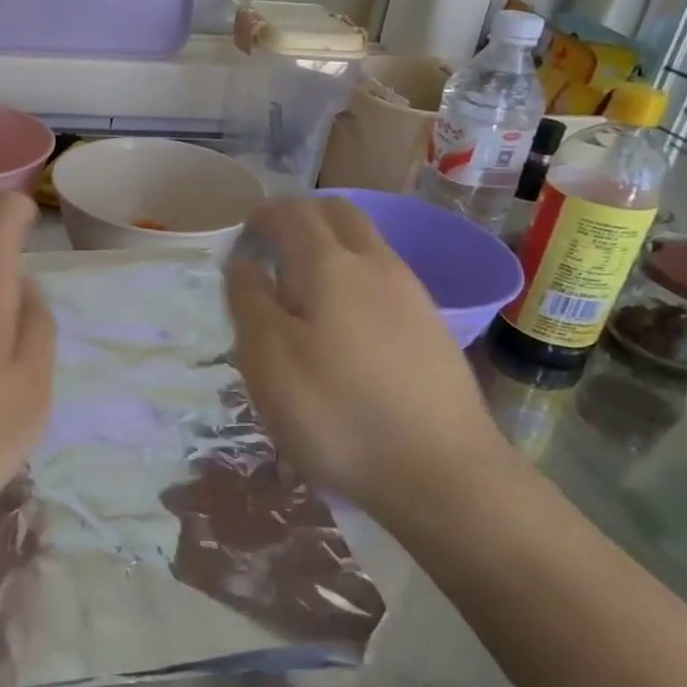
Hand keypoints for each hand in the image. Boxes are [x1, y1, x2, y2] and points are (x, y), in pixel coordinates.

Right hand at [224, 197, 508, 511]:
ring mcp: (412, 294)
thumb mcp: (267, 360)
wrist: (443, 473)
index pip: (293, 213)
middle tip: (273, 244)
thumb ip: (249, 301)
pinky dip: (355, 275)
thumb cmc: (337, 413)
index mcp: (330, 265)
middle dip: (302, 216)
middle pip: (339, 213)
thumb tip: (245, 263)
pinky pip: (385, 277)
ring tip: (303, 286)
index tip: (244, 233)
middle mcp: (377, 264)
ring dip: (331, 245)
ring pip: (367, 244)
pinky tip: (344, 322)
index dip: (264, 215)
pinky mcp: (432, 327)